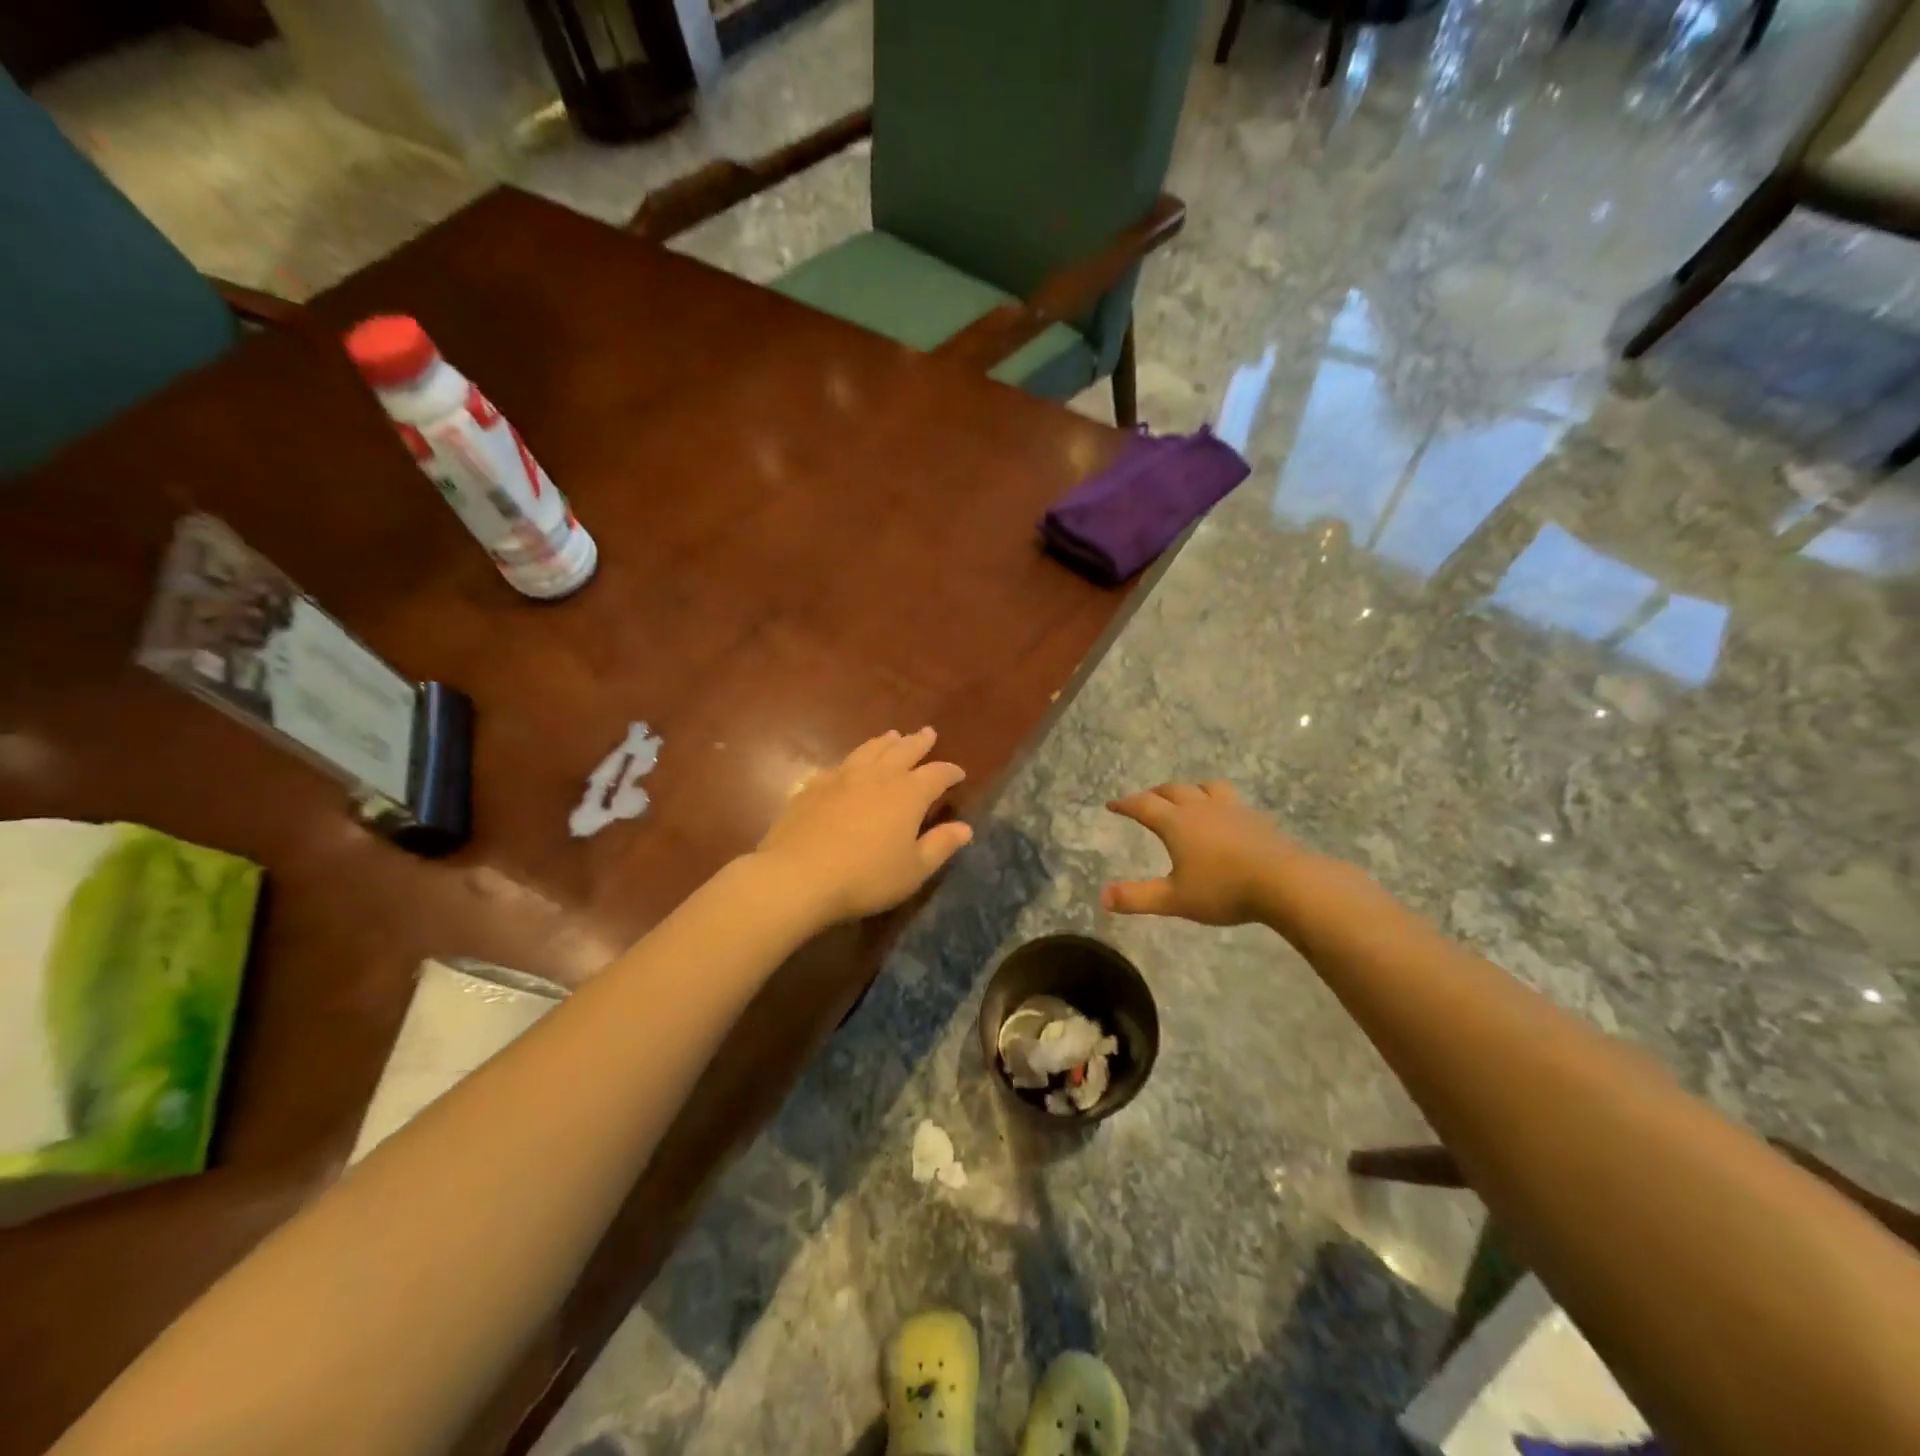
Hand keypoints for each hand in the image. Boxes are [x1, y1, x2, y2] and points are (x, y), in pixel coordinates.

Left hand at [755, 728, 973, 923]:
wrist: (798, 876)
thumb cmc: (866, 877)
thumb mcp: (913, 870)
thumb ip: (940, 846)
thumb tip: (965, 828)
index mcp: (908, 794)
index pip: (936, 774)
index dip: (949, 772)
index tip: (958, 773)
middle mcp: (877, 776)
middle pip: (903, 751)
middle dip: (919, 743)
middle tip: (928, 733)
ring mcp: (842, 777)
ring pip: (869, 750)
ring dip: (885, 742)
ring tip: (893, 736)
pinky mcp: (813, 787)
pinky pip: (839, 765)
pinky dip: (852, 761)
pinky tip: (849, 766)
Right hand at [1101, 781, 1304, 925]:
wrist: (1284, 882)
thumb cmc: (1223, 890)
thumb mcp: (1174, 899)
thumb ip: (1137, 897)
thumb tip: (1102, 897)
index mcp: (1176, 823)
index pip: (1143, 806)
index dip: (1125, 804)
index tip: (1112, 804)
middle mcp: (1201, 808)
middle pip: (1172, 790)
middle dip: (1154, 794)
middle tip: (1145, 799)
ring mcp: (1231, 809)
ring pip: (1205, 788)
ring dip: (1189, 790)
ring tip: (1186, 797)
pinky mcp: (1255, 818)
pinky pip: (1230, 799)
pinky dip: (1217, 801)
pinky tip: (1225, 816)